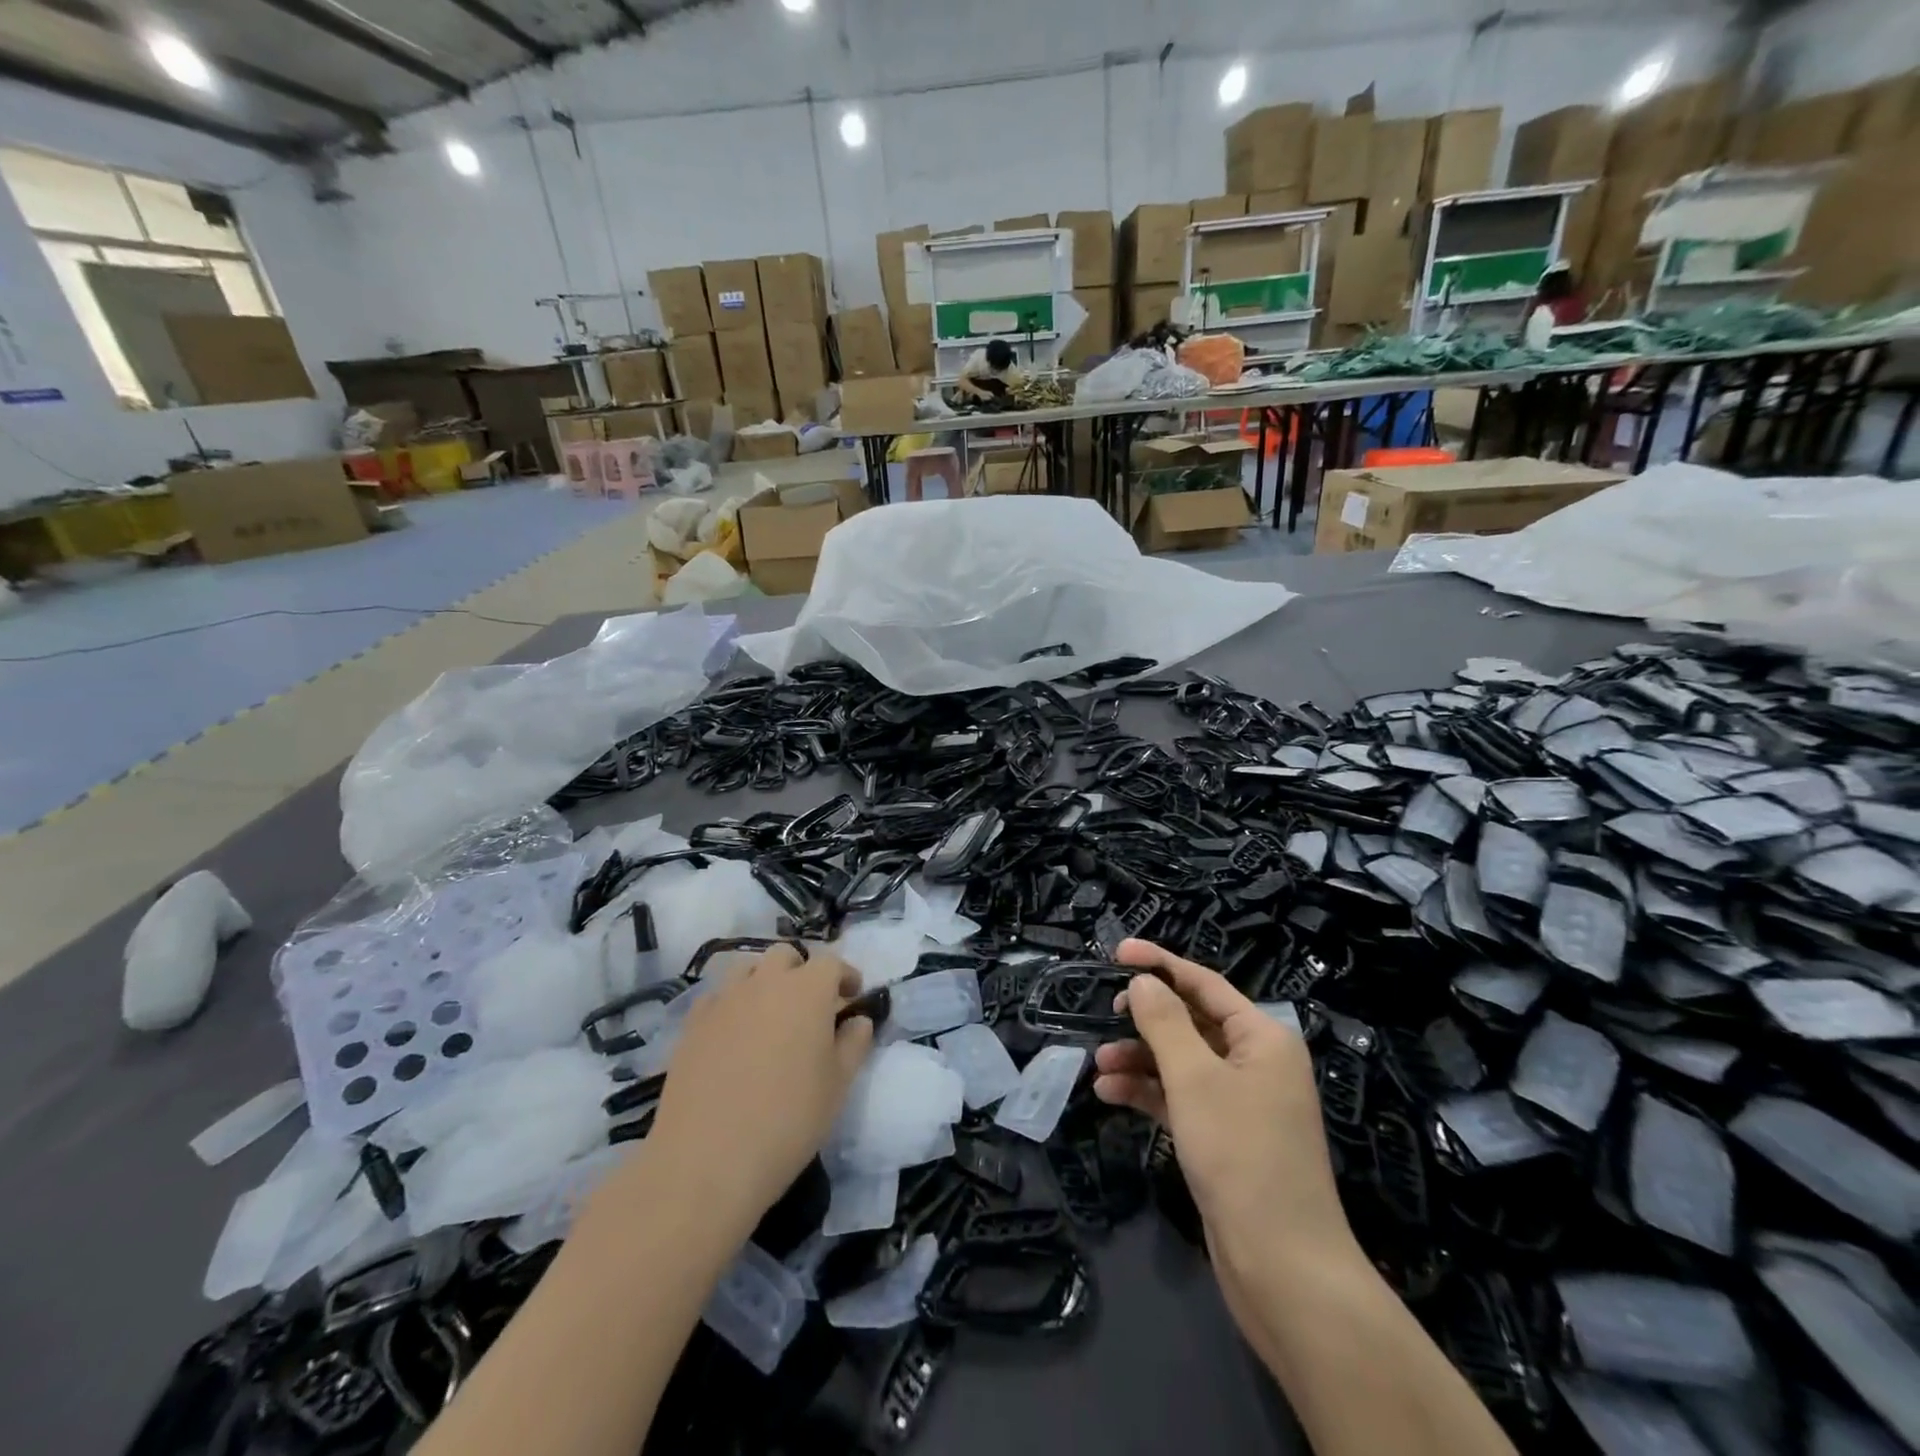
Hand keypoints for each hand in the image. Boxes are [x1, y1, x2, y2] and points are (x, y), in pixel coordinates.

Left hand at [643, 945, 874, 1232]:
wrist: (706, 1160)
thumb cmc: (788, 1120)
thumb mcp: (838, 1085)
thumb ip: (854, 1044)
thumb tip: (857, 1020)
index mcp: (807, 990)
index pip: (831, 963)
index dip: (845, 976)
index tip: (852, 995)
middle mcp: (765, 982)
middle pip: (786, 957)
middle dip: (802, 972)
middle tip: (810, 1007)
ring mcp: (724, 1000)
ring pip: (748, 970)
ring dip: (765, 982)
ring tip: (771, 1018)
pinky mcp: (692, 1024)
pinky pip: (718, 998)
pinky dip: (733, 1005)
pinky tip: (735, 1037)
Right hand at [1093, 939, 1353, 1271]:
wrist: (1283, 1269)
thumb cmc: (1240, 1154)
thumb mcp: (1194, 1079)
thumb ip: (1164, 1022)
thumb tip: (1142, 982)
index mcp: (1262, 1038)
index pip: (1205, 983)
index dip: (1160, 964)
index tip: (1117, 952)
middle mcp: (1255, 1062)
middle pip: (1191, 1021)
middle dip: (1146, 1019)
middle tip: (1104, 1014)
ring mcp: (1240, 1102)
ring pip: (1181, 1062)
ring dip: (1139, 1059)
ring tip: (1098, 1065)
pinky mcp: (1224, 1137)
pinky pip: (1180, 1098)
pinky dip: (1147, 1093)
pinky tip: (1110, 1095)